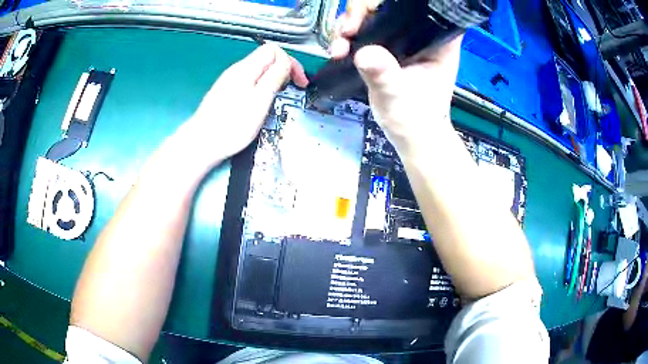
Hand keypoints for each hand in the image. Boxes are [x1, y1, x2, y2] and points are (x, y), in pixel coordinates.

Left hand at [175, 44, 307, 169]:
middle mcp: (237, 70)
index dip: (291, 62)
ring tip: (278, 97)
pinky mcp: (225, 92)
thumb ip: (275, 77)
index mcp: (246, 69)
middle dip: (284, 70)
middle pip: (266, 58)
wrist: (201, 143)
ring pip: (259, 70)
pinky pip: (250, 81)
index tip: (299, 82)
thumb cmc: (231, 125)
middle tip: (291, 89)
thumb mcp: (260, 100)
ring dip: (273, 79)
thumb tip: (286, 62)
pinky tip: (261, 103)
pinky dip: (261, 87)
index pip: (274, 50)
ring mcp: (229, 81)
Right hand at [329, 0, 461, 151]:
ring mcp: (402, 39)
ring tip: (339, 46)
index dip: (389, 4)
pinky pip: (365, 31)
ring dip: (350, 25)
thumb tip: (364, 53)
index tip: (368, 15)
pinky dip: (348, 37)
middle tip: (346, 31)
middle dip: (361, 13)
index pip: (416, 6)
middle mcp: (420, 34)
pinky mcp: (388, 47)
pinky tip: (339, 50)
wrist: (410, 135)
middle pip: (387, 6)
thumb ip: (384, 74)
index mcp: (437, 39)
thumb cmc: (415, 119)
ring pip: (372, 16)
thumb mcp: (399, 96)